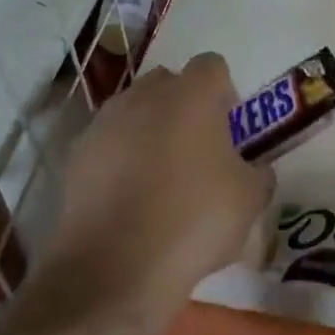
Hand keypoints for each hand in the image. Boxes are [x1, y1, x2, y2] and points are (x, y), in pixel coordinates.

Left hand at [47, 53, 272, 324]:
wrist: (114, 268)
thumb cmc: (194, 220)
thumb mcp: (250, 200)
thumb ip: (258, 174)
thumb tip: (255, 170)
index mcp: (191, 95)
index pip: (212, 66)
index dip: (224, 92)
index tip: (229, 128)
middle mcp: (145, 96)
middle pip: (169, 83)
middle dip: (183, 106)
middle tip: (197, 149)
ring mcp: (105, 123)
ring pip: (134, 111)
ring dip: (149, 131)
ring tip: (160, 177)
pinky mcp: (76, 156)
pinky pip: (108, 143)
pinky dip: (119, 159)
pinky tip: (129, 199)